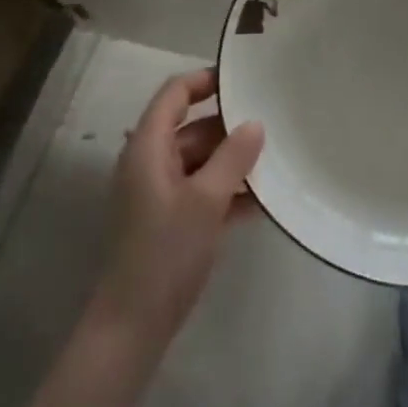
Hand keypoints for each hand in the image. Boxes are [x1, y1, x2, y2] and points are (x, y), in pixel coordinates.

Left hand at [87, 68, 263, 352]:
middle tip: (272, 124)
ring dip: (233, 162)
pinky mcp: (168, 221)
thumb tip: (255, 123)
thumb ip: (233, 157)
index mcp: (148, 147)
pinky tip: (262, 201)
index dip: (205, 80)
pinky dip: (227, 191)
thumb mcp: (206, 200)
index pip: (175, 94)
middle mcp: (150, 162)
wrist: (132, 327)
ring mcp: (158, 193)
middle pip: (192, 128)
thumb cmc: (166, 252)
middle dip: (230, 128)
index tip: (243, 79)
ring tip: (275, 161)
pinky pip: (201, 190)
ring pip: (200, 161)